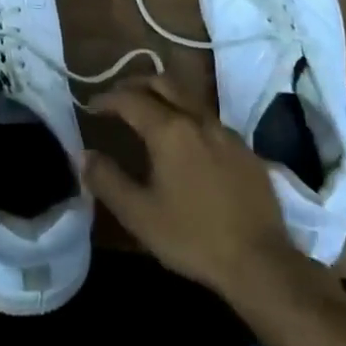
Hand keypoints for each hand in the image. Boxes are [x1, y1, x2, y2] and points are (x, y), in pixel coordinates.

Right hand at [84, 75, 296, 301]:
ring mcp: (226, 132)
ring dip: (164, 98)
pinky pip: (210, 120)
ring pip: (189, 98)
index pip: (130, 99)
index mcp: (169, 130)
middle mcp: (198, 119)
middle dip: (136, 85)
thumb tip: (85, 154)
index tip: (91, 107)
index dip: (106, 99)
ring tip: (149, 115)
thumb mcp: (139, 214)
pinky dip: (188, 118)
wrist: (260, 262)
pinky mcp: (246, 150)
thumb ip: (107, 180)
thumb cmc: (192, 237)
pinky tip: (187, 143)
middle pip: (163, 83)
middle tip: (118, 98)